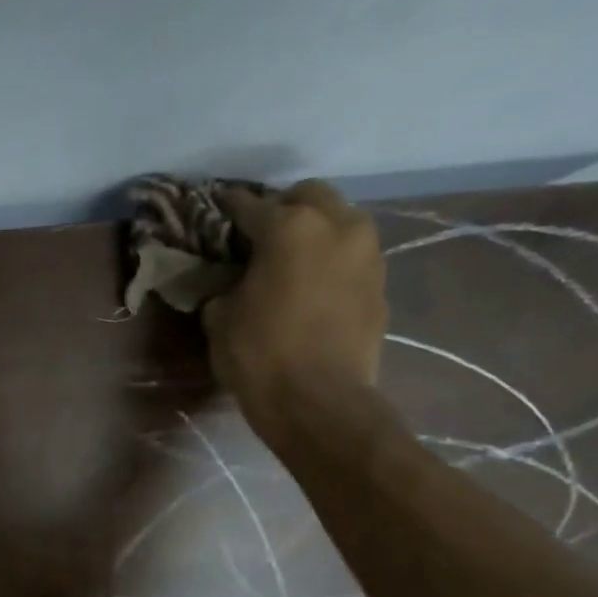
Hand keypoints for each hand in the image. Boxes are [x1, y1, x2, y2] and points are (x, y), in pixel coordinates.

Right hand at [199, 178, 386, 445]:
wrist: (318, 401)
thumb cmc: (259, 354)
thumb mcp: (219, 317)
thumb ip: (226, 286)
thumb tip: (232, 282)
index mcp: (290, 228)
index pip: (251, 205)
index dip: (229, 207)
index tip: (217, 207)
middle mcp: (336, 226)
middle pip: (310, 195)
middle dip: (284, 207)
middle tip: (261, 232)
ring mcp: (367, 254)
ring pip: (341, 220)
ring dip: (316, 229)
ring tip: (292, 257)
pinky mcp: (380, 284)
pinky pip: (353, 256)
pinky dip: (332, 260)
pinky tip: (313, 284)